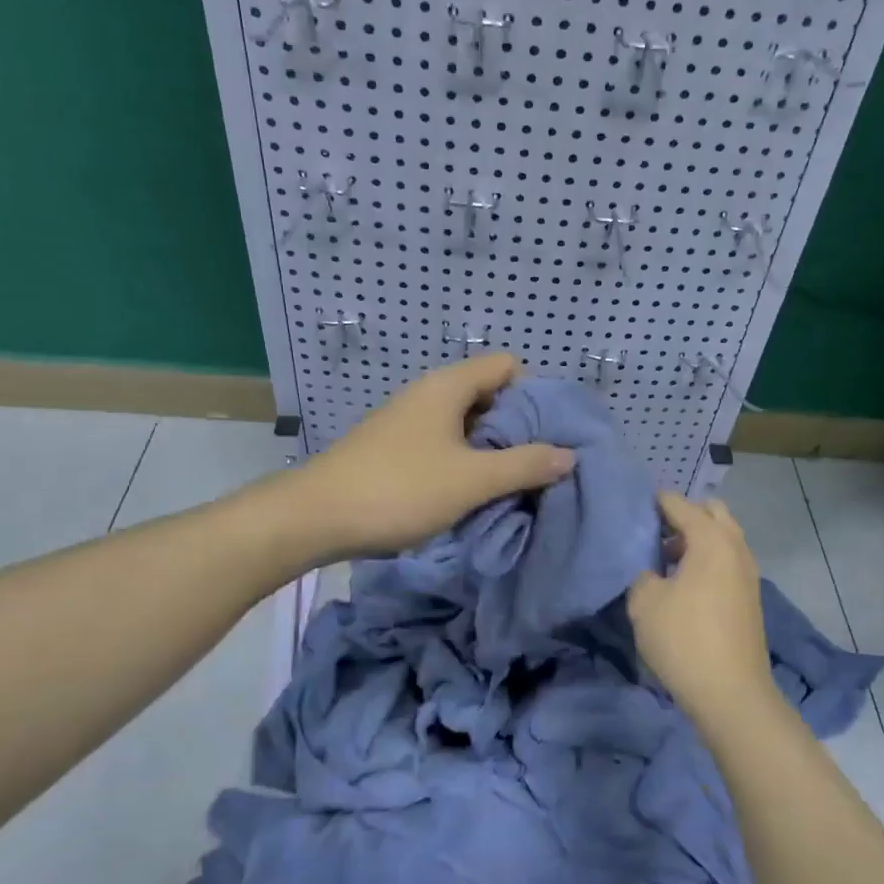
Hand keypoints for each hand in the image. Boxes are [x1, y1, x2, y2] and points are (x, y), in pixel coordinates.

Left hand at [287, 354, 575, 558]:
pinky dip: (463, 461)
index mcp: (448, 386)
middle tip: (537, 464)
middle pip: (488, 395)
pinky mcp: (393, 448)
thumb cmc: (400, 489)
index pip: (507, 366)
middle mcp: (428, 394)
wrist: (315, 517)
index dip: (534, 394)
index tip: (547, 434)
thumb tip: (568, 455)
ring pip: (465, 424)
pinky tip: (469, 493)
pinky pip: (442, 444)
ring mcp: (407, 421)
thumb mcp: (472, 480)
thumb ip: (525, 465)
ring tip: (509, 484)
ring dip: (490, 449)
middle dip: (516, 427)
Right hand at [626, 491, 775, 716]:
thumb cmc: (684, 639)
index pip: (679, 504)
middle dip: (684, 516)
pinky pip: (727, 561)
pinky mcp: (750, 597)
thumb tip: (651, 572)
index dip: (654, 502)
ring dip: (697, 541)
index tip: (632, 509)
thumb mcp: (644, 602)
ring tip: (665, 563)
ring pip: (723, 538)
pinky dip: (708, 561)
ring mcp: (748, 572)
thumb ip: (642, 574)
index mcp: (711, 539)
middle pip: (711, 513)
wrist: (732, 694)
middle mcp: (735, 547)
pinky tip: (684, 586)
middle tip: (655, 535)